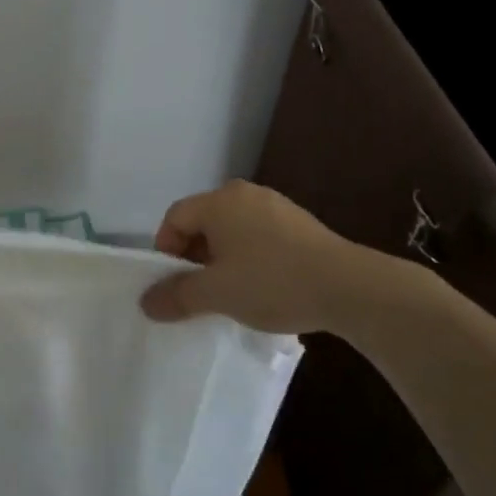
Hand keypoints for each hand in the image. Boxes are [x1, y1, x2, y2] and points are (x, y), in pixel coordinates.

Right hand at [139, 180, 425, 335]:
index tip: (173, 284)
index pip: (175, 217)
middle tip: (198, 290)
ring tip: (231, 292)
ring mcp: (276, 206)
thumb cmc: (272, 282)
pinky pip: (259, 236)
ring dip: (222, 259)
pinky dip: (249, 258)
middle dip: (193, 256)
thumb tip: (146, 302)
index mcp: (219, 201)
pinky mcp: (300, 224)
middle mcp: (244, 194)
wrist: (348, 287)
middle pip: (203, 221)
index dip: (165, 250)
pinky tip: (263, 286)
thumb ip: (177, 295)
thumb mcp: (217, 293)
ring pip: (232, 230)